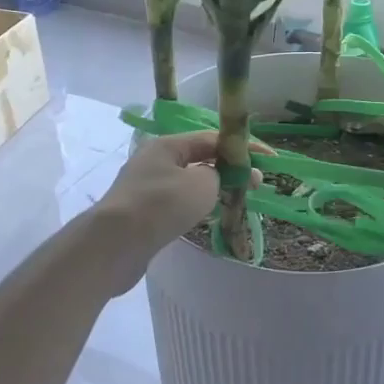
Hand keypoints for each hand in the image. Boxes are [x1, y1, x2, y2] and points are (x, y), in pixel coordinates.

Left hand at [94, 132, 261, 287]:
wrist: (114, 245)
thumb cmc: (161, 206)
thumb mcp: (202, 184)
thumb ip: (219, 175)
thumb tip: (219, 178)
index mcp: (167, 145)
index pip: (213, 138)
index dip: (244, 147)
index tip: (269, 160)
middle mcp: (154, 160)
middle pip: (200, 158)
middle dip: (230, 169)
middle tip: (255, 184)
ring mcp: (146, 187)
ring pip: (189, 181)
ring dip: (214, 188)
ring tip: (236, 200)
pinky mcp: (142, 213)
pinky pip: (177, 202)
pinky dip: (197, 205)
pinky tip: (208, 216)